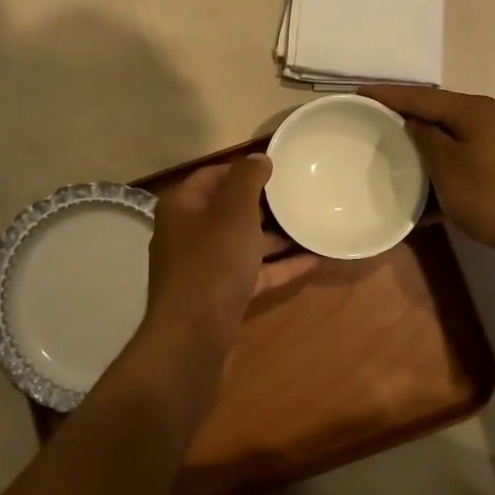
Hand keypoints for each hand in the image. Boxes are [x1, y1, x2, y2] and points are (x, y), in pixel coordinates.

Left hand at [124, 156, 317, 408]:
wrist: (194, 338)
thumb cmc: (212, 263)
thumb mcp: (234, 212)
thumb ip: (247, 179)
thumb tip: (258, 157)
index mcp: (182, 207)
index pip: (212, 175)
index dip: (242, 169)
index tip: (277, 168)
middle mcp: (187, 234)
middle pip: (228, 210)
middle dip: (263, 204)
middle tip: (298, 195)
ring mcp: (202, 268)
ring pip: (242, 243)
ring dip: (274, 236)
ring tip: (310, 226)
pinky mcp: (219, 296)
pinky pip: (252, 273)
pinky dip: (278, 266)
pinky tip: (312, 261)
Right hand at [361, 86, 494, 266]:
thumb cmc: (494, 197)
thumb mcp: (448, 168)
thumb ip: (425, 138)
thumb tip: (415, 123)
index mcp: (475, 110)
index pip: (422, 96)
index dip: (388, 95)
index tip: (359, 94)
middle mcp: (494, 116)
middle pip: (441, 112)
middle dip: (409, 118)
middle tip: (377, 123)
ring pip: (457, 136)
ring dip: (429, 146)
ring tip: (402, 156)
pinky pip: (472, 156)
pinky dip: (451, 166)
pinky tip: (435, 192)